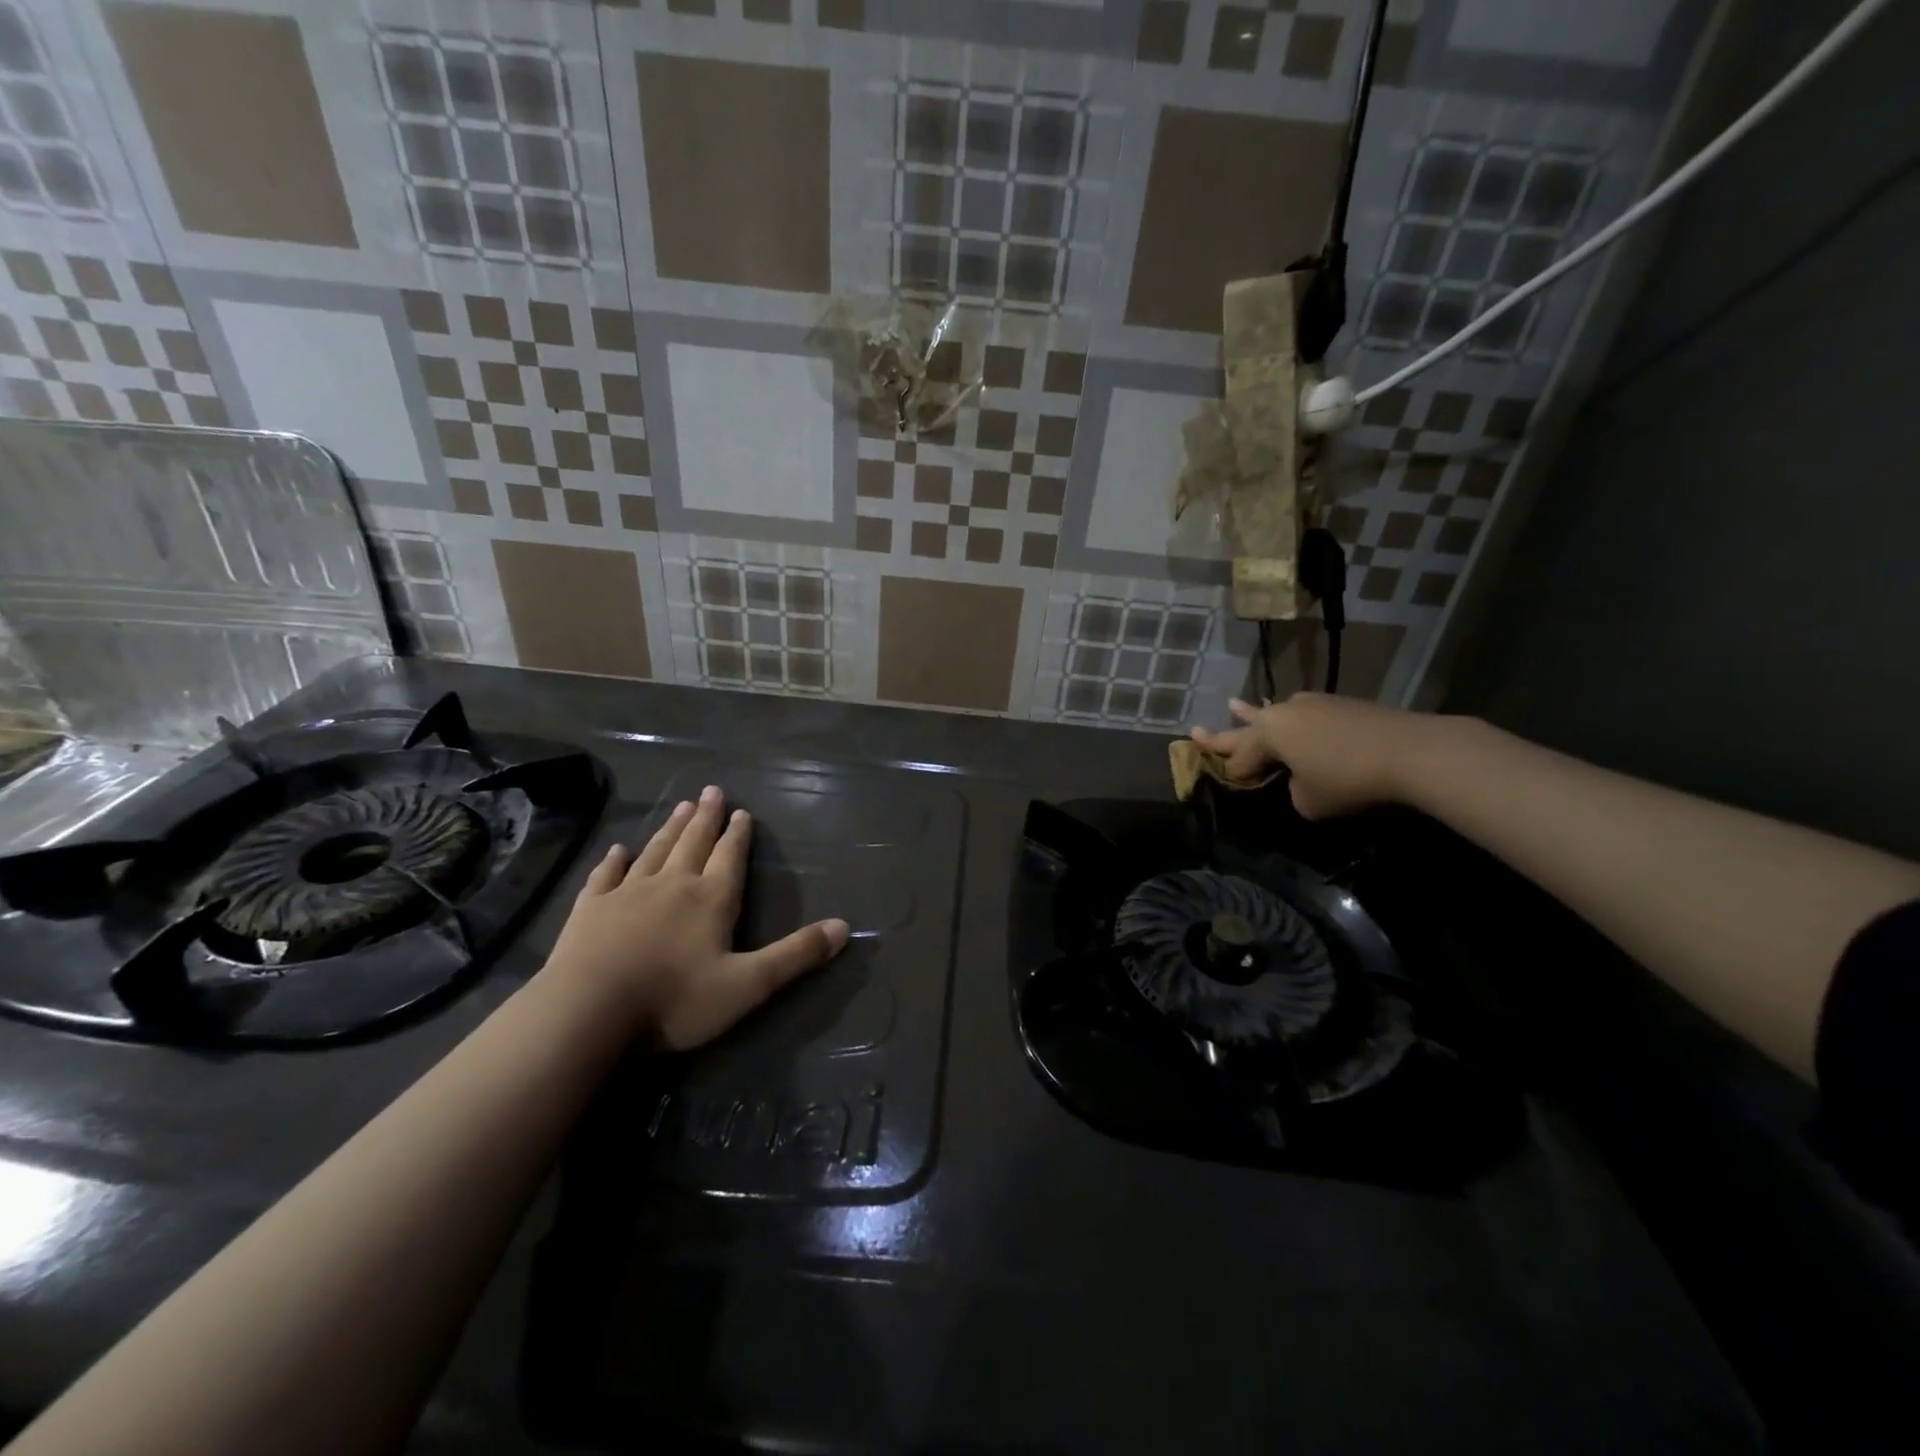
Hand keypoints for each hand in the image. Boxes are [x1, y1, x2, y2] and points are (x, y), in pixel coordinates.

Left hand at [542, 784, 848, 1049]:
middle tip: (711, 791)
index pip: (730, 857)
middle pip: (693, 843)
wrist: (587, 1013)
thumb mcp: (748, 985)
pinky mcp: (589, 909)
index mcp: (711, 900)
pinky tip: (617, 850)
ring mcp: (626, 893)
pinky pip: (605, 875)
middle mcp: (672, 885)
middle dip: (705, 818)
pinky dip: (613, 860)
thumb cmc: (674, 1000)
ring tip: (680, 806)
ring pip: (654, 851)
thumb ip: (796, 955)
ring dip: (669, 829)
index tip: (741, 812)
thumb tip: (845, 927)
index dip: (738, 835)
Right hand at [1189, 693, 1436, 819]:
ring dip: (1255, 715)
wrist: (1411, 751)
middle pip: (1247, 728)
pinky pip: (1304, 716)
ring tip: (1235, 706)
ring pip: (1275, 715)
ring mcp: (1314, 705)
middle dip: (1222, 734)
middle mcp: (1284, 713)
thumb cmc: (1348, 779)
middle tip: (1195, 731)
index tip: (1225, 784)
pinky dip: (1292, 721)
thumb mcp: (1307, 802)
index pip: (1239, 758)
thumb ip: (1292, 791)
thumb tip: (1300, 780)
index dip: (1232, 774)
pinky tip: (1291, 714)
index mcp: (1268, 734)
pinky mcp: (1342, 705)